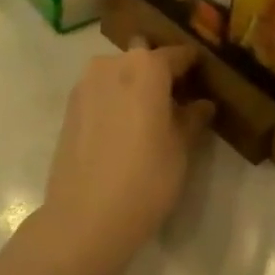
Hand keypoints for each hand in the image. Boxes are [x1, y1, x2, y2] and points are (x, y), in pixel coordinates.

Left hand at [31, 44, 215, 274]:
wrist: (83, 220)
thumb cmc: (144, 180)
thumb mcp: (180, 150)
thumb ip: (192, 119)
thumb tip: (202, 104)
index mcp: (147, 66)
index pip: (178, 55)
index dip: (193, 66)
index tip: (204, 79)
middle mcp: (114, 63)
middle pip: (144, 57)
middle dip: (160, 73)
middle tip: (175, 101)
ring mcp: (87, 82)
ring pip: (119, 72)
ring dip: (134, 85)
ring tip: (148, 118)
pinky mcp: (70, 105)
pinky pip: (101, 91)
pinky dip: (114, 100)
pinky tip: (123, 129)